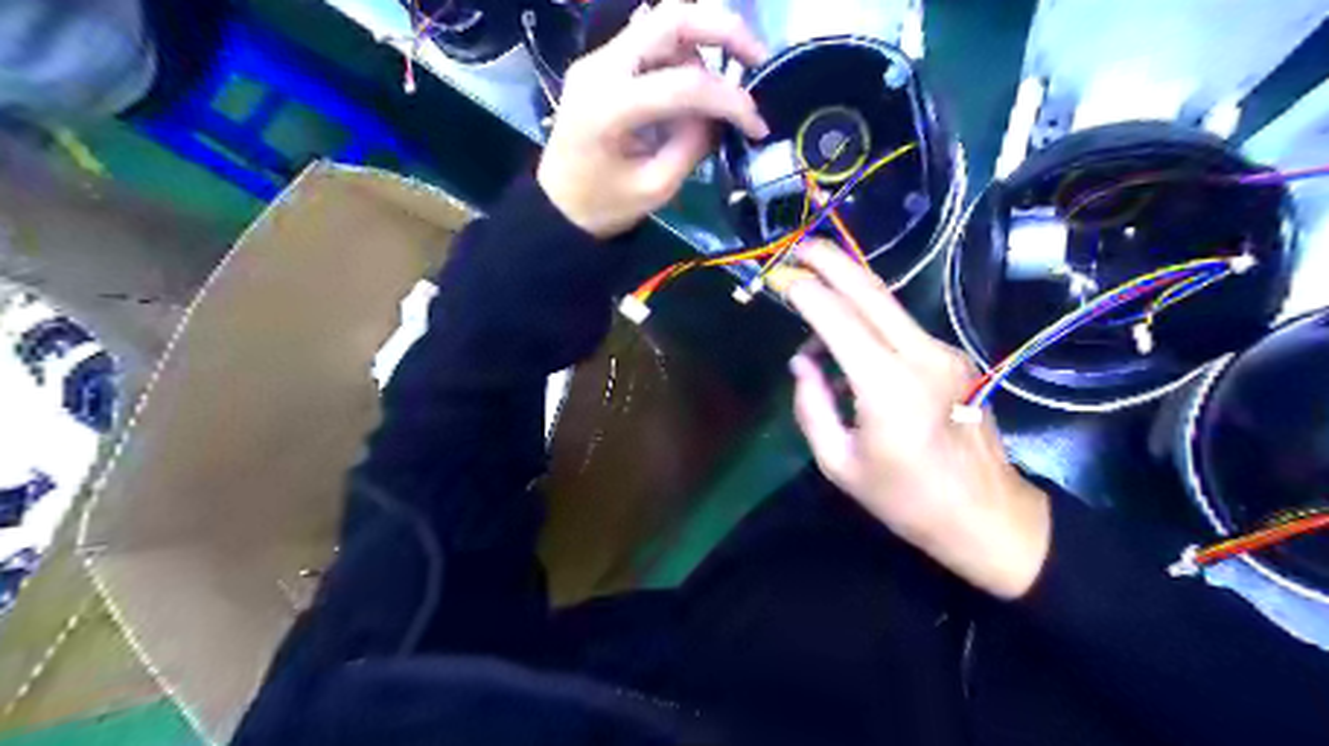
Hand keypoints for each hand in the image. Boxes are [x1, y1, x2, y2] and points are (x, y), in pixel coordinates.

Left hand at [536, 1, 768, 236]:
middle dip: (724, 31)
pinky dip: (683, 56)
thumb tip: (721, 117)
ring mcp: (599, 59)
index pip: (686, 84)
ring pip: (663, 24)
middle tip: (757, 59)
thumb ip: (693, 145)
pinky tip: (695, 87)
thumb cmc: (603, 206)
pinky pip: (651, 43)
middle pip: (672, 17)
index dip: (731, 101)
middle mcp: (602, 67)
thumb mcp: (656, 188)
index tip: (758, 126)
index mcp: (611, 106)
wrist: (555, 207)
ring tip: (721, 91)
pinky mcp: (603, 65)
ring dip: (703, 47)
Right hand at [781, 241, 1048, 601]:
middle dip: (832, 261)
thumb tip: (802, 361)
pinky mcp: (953, 358)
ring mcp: (943, 353)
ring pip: (887, 305)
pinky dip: (868, 321)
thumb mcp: (839, 464)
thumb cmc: (905, 500)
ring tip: (812, 297)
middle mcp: (921, 357)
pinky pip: (900, 328)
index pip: (838, 320)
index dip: (805, 291)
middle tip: (800, 245)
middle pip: (871, 292)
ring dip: (848, 291)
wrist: (987, 515)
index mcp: (887, 388)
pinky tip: (848, 342)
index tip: (778, 276)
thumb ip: (811, 406)